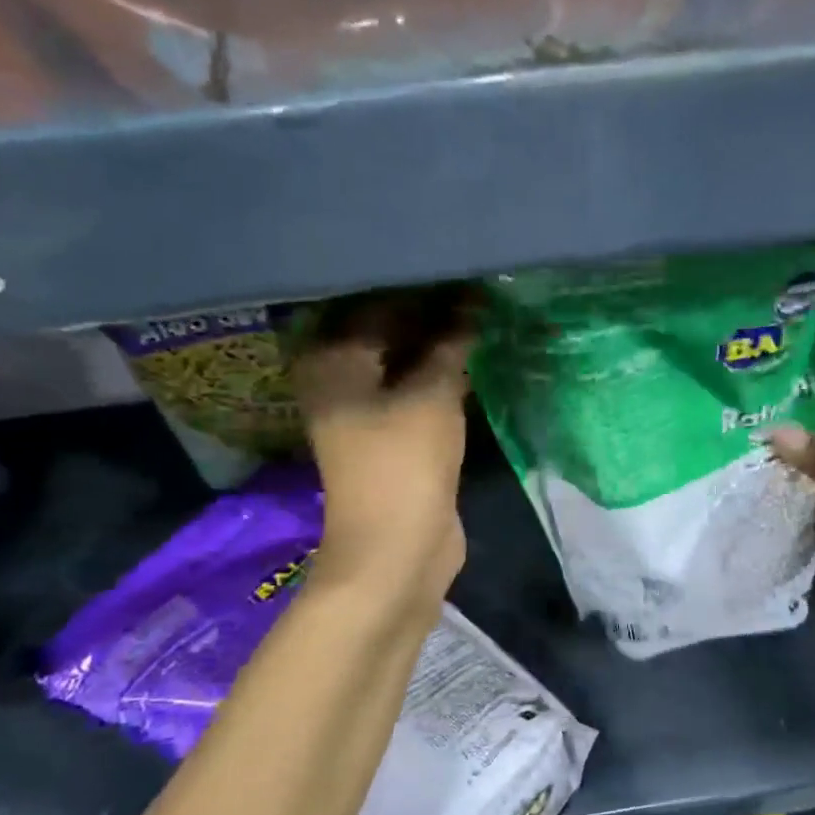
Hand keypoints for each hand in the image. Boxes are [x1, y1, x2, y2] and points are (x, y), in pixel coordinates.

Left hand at [290, 289, 477, 605]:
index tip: (463, 264)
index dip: (422, 285)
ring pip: (405, 361)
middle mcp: (339, 377)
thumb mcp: (432, 395)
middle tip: (479, 284)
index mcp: (331, 358)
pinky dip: (441, 374)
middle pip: (388, 330)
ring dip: (439, 344)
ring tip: (482, 311)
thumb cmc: (404, 463)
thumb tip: (473, 301)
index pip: (377, 300)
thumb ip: (452, 344)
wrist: (399, 550)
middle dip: (432, 311)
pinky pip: (416, 389)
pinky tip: (473, 355)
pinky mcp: (392, 435)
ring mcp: (364, 409)